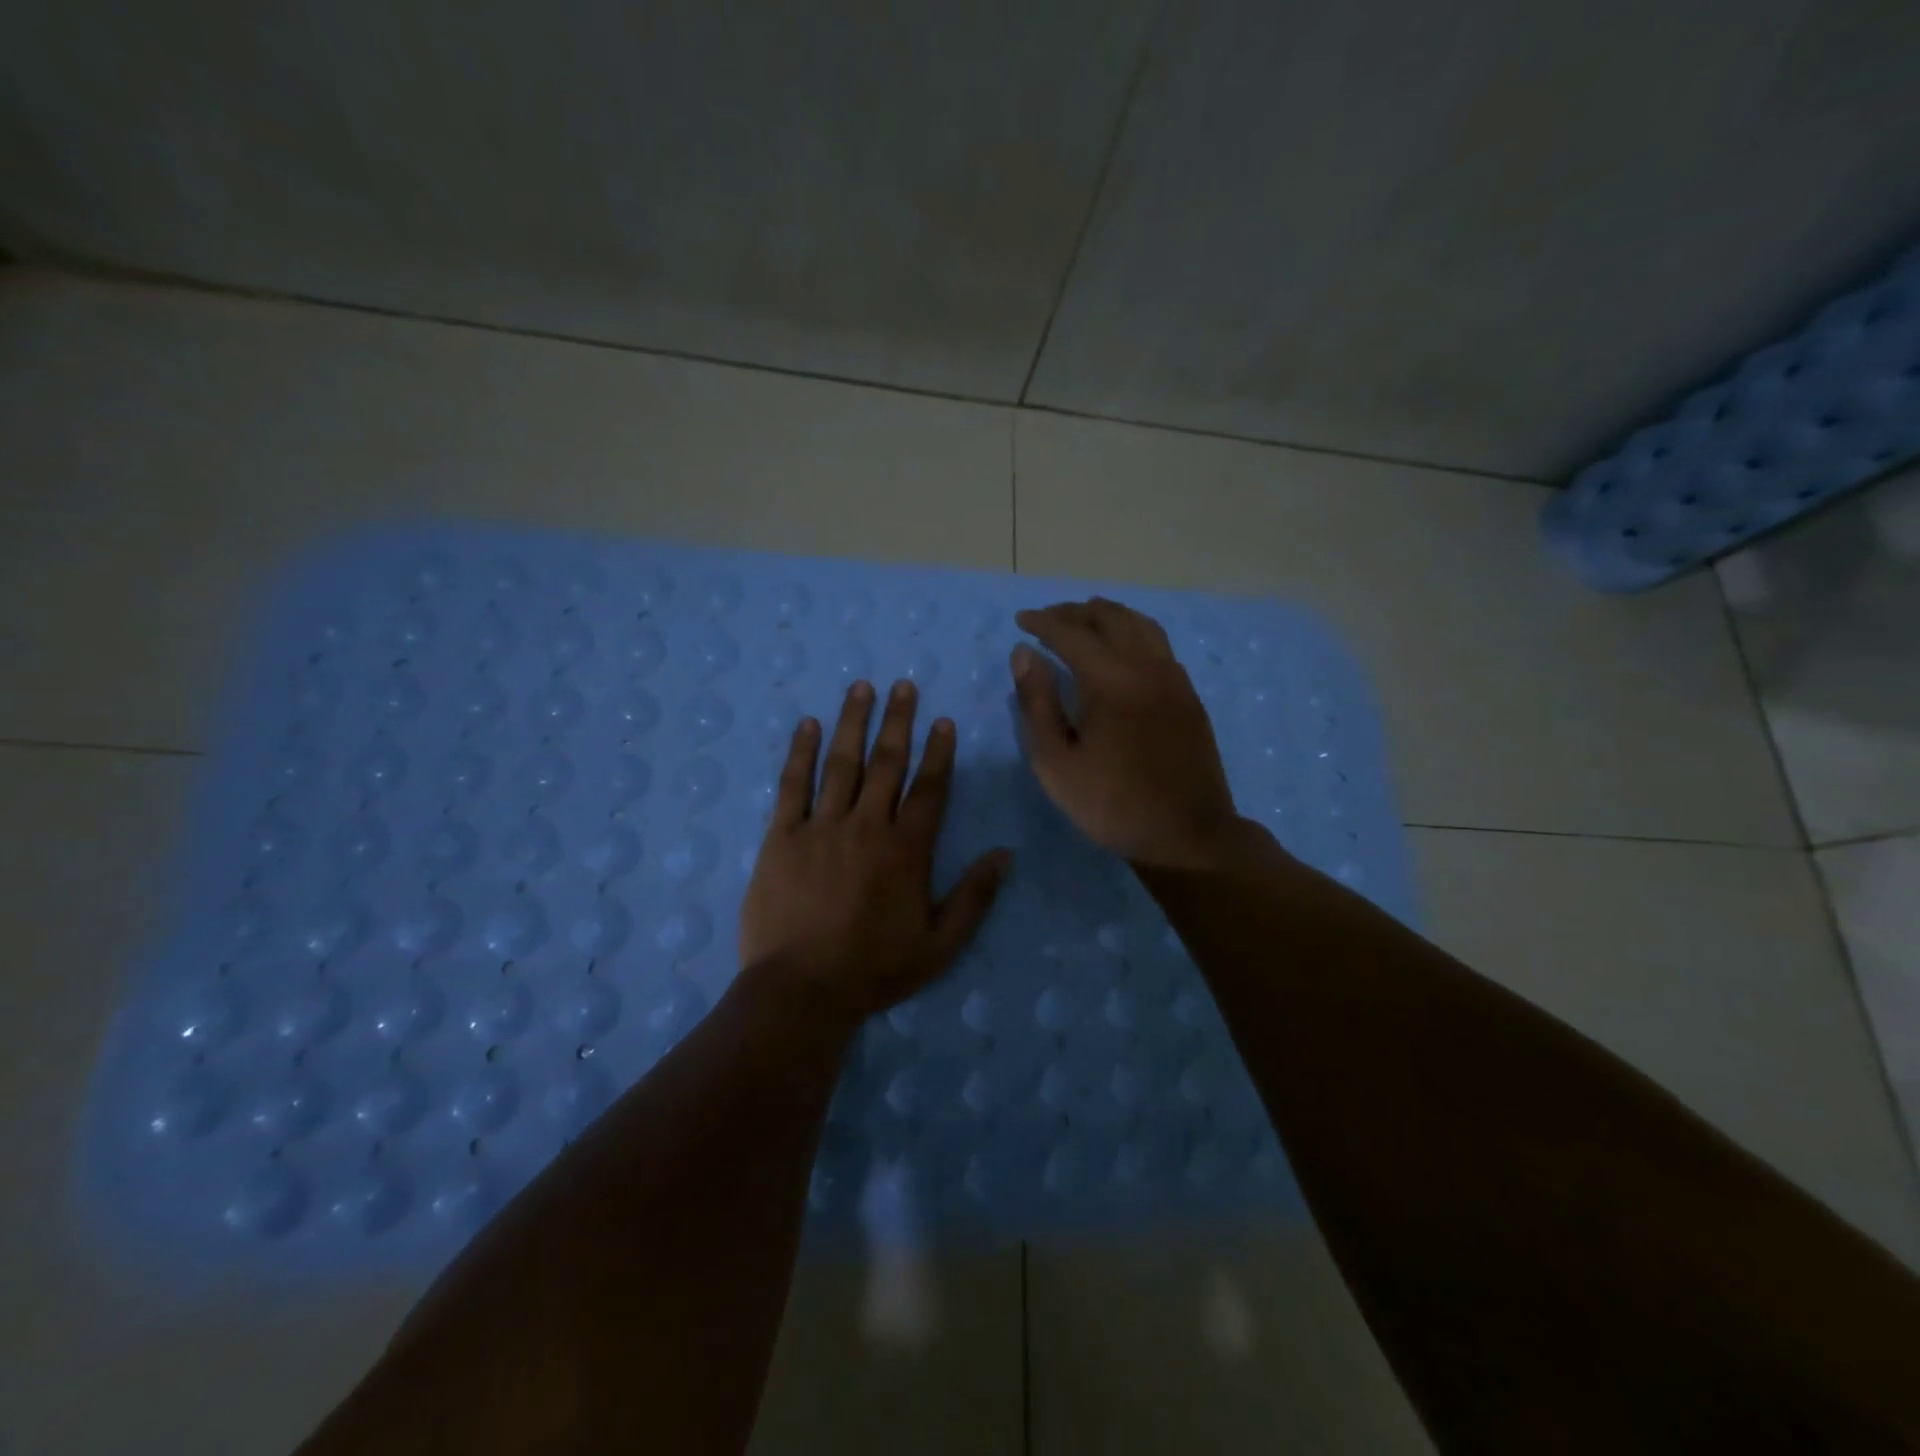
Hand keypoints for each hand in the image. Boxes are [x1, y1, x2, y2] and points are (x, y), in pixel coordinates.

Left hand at [740, 679, 1010, 1025]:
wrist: (801, 990)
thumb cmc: (875, 969)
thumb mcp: (940, 944)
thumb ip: (975, 897)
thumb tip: (1005, 854)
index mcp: (906, 849)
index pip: (929, 788)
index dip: (938, 752)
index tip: (942, 721)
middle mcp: (866, 826)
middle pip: (886, 763)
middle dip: (898, 721)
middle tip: (902, 686)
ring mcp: (821, 827)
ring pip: (841, 763)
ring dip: (853, 722)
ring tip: (861, 687)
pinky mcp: (782, 837)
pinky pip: (793, 786)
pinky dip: (800, 753)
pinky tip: (808, 726)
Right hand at [1012, 598, 1240, 869]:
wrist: (1186, 835)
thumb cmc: (1111, 804)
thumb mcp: (1056, 762)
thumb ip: (1037, 703)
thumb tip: (1024, 654)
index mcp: (1111, 680)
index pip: (1071, 634)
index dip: (1043, 623)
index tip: (1021, 620)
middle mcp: (1146, 666)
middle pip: (1110, 619)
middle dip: (1075, 612)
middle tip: (1049, 617)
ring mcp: (1174, 679)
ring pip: (1141, 625)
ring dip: (1109, 616)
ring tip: (1085, 619)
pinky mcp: (1189, 695)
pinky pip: (1159, 645)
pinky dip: (1134, 632)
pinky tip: (1124, 649)